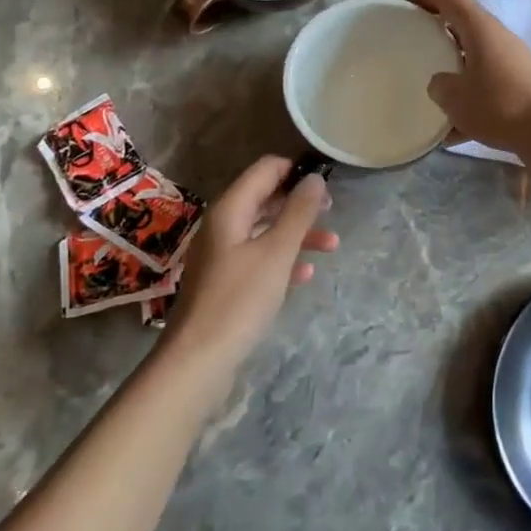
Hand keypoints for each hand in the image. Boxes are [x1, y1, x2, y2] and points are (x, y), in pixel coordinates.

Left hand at [164, 156, 335, 374]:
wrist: (198, 361)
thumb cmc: (240, 299)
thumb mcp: (277, 252)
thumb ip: (298, 212)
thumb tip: (315, 178)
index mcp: (230, 209)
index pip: (265, 169)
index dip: (296, 171)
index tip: (326, 183)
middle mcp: (222, 225)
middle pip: (265, 198)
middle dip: (300, 203)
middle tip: (332, 211)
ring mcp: (222, 254)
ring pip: (265, 230)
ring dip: (298, 234)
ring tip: (332, 245)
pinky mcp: (225, 282)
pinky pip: (258, 258)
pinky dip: (282, 260)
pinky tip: (304, 275)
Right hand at [409, 0, 530, 153]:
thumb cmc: (497, 104)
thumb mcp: (454, 97)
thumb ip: (439, 85)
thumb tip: (441, 84)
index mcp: (480, 28)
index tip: (405, 10)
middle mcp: (499, 36)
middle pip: (463, 24)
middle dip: (438, 35)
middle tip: (416, 49)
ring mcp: (513, 60)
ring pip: (476, 56)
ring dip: (455, 69)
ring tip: (434, 92)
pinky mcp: (522, 83)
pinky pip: (488, 83)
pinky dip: (471, 97)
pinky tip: (455, 130)